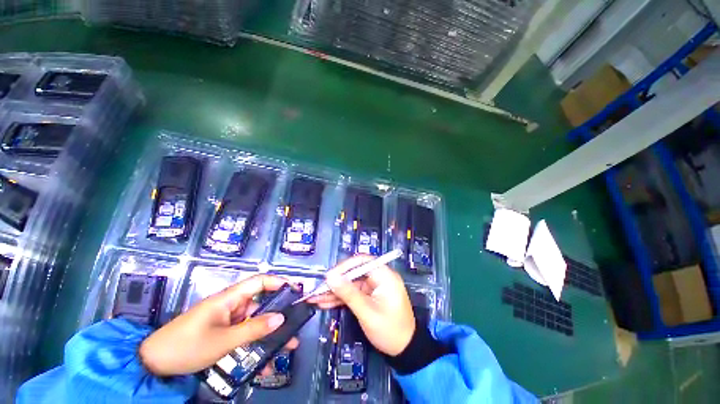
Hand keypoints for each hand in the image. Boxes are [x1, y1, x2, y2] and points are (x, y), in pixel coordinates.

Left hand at [139, 274, 298, 375]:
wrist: (153, 365)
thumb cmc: (186, 346)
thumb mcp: (222, 341)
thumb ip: (253, 329)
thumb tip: (281, 318)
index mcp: (229, 298)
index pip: (259, 281)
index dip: (278, 282)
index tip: (294, 291)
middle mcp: (231, 306)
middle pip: (261, 305)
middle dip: (278, 316)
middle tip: (295, 326)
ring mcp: (227, 321)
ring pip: (254, 324)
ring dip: (269, 336)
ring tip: (286, 348)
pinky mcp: (223, 334)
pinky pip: (244, 337)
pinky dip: (255, 347)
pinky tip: (264, 363)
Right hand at [308, 255, 415, 355]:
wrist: (405, 350)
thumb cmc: (390, 330)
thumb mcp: (367, 312)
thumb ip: (348, 293)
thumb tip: (330, 277)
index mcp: (385, 275)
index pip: (362, 262)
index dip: (345, 266)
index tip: (329, 276)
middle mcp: (379, 277)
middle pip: (355, 273)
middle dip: (336, 281)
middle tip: (318, 289)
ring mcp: (374, 287)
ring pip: (351, 284)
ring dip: (335, 291)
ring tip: (316, 297)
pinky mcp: (369, 296)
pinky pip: (353, 293)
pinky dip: (341, 298)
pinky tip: (325, 302)